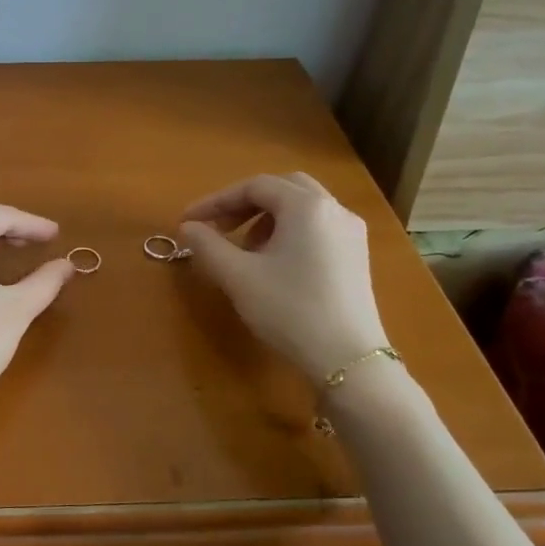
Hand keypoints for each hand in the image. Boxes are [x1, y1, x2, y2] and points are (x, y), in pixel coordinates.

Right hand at [179, 173, 388, 379]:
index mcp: (306, 206)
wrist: (346, 359)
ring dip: (267, 218)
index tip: (188, 221)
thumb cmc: (289, 310)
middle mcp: (334, 209)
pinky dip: (289, 232)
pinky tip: (274, 263)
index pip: (254, 186)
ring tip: (244, 249)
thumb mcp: (238, 276)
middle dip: (245, 203)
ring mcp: (351, 233)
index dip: (216, 200)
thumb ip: (208, 245)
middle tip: (218, 227)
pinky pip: (317, 227)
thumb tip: (188, 227)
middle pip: (283, 188)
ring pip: (302, 207)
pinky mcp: (356, 256)